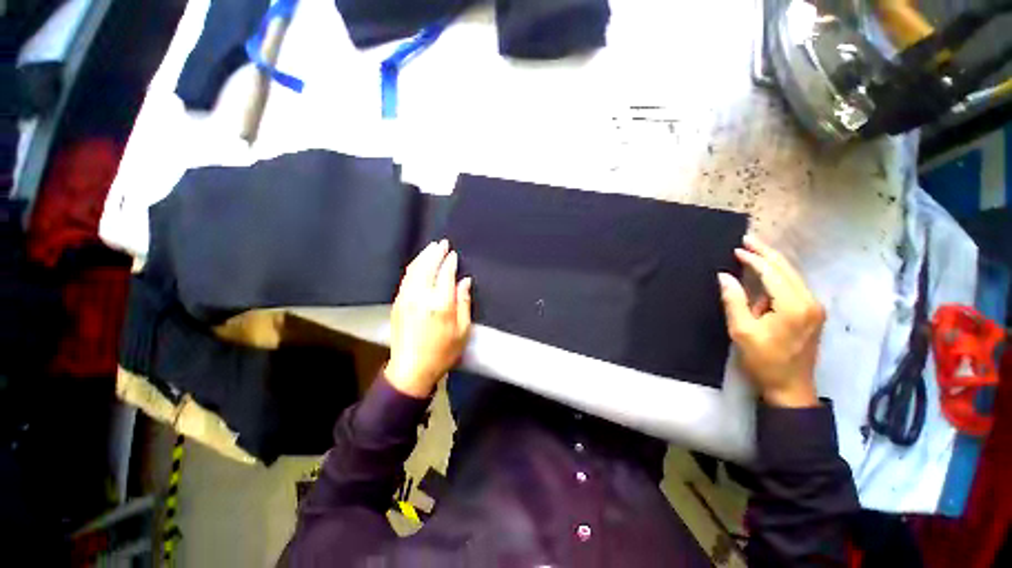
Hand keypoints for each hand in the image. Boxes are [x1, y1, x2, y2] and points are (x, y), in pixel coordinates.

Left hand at [385, 240, 472, 398]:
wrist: (411, 370)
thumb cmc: (442, 352)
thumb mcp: (463, 330)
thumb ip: (464, 302)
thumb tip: (464, 281)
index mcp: (440, 304)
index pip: (445, 274)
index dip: (450, 262)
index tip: (454, 254)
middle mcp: (421, 297)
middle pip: (427, 267)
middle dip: (435, 253)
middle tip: (442, 243)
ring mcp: (406, 299)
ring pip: (414, 270)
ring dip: (423, 257)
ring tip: (431, 248)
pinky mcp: (398, 303)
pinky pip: (406, 278)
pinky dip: (413, 267)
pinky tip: (418, 264)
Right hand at [718, 236, 823, 407]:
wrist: (790, 387)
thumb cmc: (763, 360)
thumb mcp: (742, 331)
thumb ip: (733, 300)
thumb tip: (724, 276)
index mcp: (793, 306)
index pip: (772, 273)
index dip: (754, 259)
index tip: (736, 249)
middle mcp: (809, 302)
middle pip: (787, 269)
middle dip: (767, 253)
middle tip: (748, 239)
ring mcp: (814, 307)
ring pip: (793, 276)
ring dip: (773, 263)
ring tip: (754, 252)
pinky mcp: (813, 313)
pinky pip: (794, 286)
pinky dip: (779, 276)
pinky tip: (766, 274)